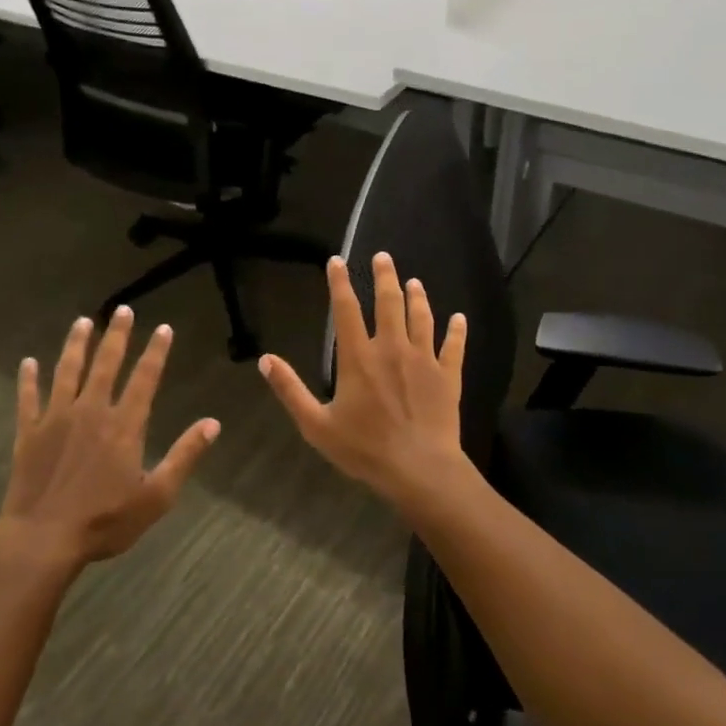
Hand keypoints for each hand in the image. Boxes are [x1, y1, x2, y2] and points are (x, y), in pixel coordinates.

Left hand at [0, 307, 220, 572]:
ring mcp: (56, 419)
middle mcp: (91, 411)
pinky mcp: (29, 433)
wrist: (43, 538)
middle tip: (122, 310)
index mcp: (124, 425)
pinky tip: (28, 362)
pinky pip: (28, 398)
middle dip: (116, 336)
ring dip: (76, 345)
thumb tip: (213, 424)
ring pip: (67, 372)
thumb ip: (184, 456)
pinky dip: (28, 379)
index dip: (156, 352)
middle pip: (106, 364)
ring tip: (82, 322)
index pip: (145, 378)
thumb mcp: (157, 495)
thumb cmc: (105, 520)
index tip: (163, 328)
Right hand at [257, 252, 470, 507]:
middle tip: (383, 256)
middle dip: (385, 276)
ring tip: (414, 281)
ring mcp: (424, 359)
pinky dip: (457, 330)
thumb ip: (290, 389)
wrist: (419, 469)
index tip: (337, 261)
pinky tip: (459, 318)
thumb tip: (265, 359)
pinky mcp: (447, 376)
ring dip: (417, 296)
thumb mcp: (316, 424)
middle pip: (389, 302)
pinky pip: (454, 346)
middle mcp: (392, 348)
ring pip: (421, 317)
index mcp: (358, 358)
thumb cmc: (364, 449)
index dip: (340, 283)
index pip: (346, 310)